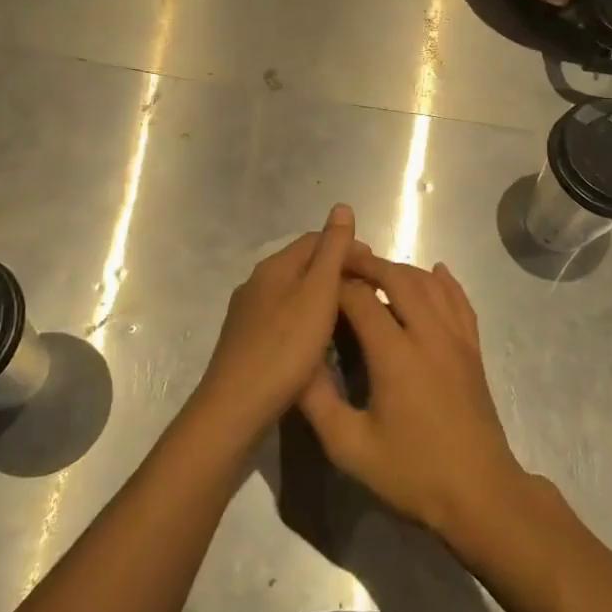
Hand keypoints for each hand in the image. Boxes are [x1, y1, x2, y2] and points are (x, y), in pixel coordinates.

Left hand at [194, 204, 356, 440]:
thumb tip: (341, 206)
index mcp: (275, 265)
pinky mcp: (245, 340)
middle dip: (337, 270)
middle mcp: (257, 281)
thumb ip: (332, 250)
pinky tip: (316, 339)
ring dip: (322, 295)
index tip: (376, 269)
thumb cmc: (286, 347)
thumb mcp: (318, 292)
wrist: (236, 406)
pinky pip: (283, 315)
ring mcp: (247, 312)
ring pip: (293, 291)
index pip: (316, 240)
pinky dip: (306, 316)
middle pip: (304, 264)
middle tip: (368, 292)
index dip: (348, 247)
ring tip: (348, 314)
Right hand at [299, 246, 529, 539]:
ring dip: (402, 270)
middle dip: (368, 265)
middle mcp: (428, 334)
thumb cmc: (412, 472)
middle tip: (343, 262)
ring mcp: (457, 339)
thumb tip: (297, 362)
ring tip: (377, 270)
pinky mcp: (473, 350)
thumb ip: (318, 401)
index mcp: (395, 354)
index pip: (361, 299)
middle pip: (398, 278)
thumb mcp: (350, 447)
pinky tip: (436, 272)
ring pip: (430, 284)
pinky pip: (461, 301)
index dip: (336, 285)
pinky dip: (446, 281)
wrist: (480, 494)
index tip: (316, 283)